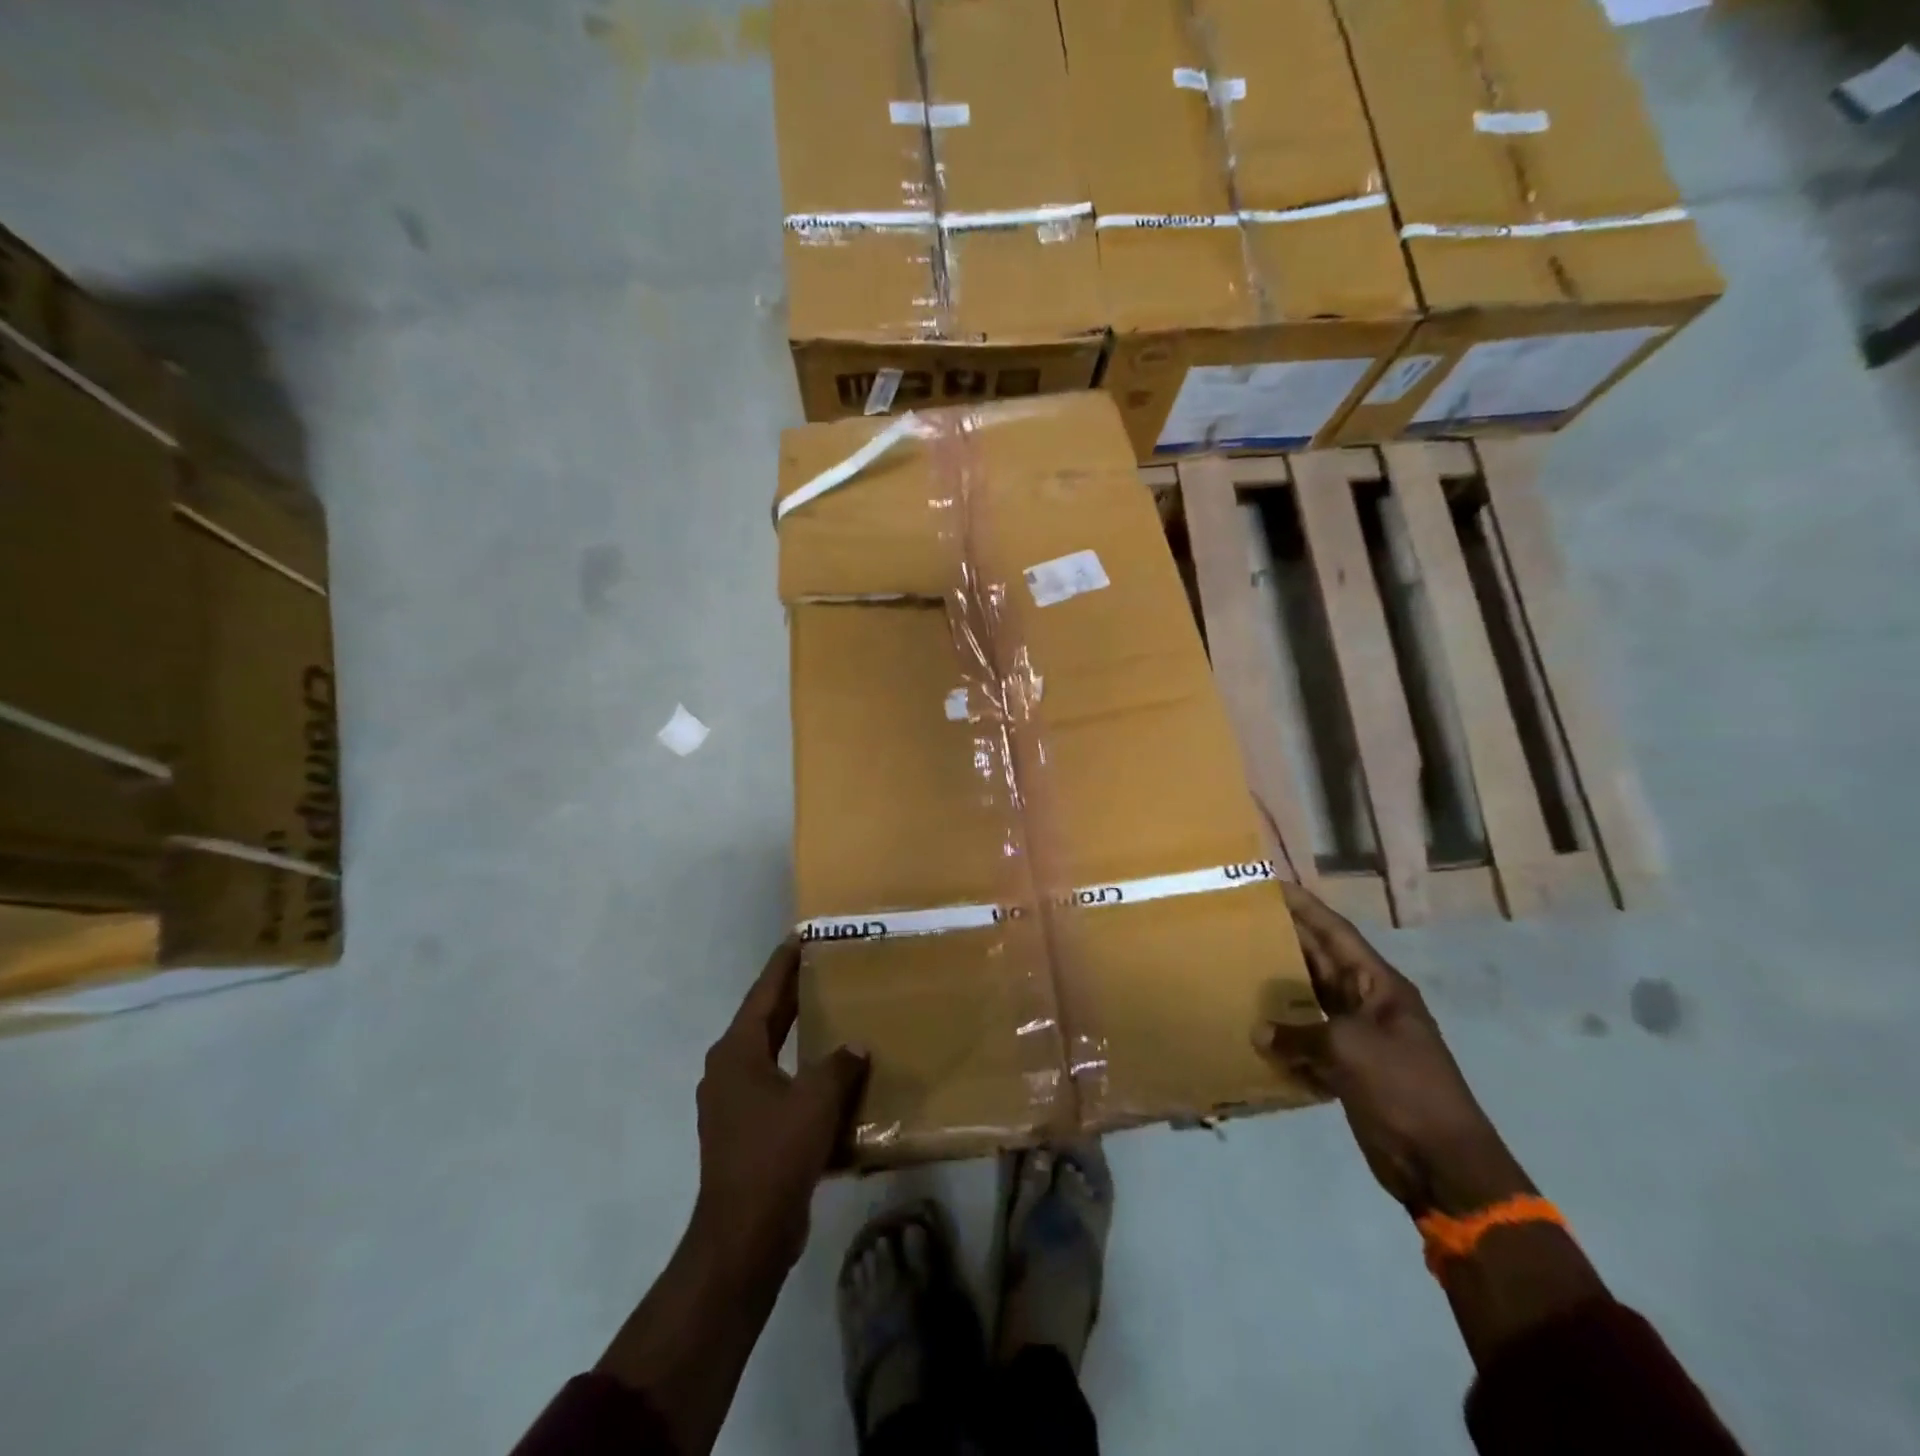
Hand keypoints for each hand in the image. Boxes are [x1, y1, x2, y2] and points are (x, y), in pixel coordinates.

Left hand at [691, 938, 869, 1276]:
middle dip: (792, 995)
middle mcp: (728, 1070)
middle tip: (823, 967)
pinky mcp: (745, 1130)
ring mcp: (733, 1103)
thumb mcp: (816, 1100)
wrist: (745, 1235)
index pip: (762, 994)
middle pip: (764, 1020)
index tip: (800, 937)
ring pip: (770, 1053)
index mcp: (737, 1052)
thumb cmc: (775, 1154)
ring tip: (830, 1012)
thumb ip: (839, 1065)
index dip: (783, 965)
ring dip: (797, 1033)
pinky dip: (799, 1070)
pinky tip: (828, 1072)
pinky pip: (776, 1084)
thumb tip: (855, 1047)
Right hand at [1263, 884, 1530, 1216]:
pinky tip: (1255, 1032)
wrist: (1443, 1165)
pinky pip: (1310, 1041)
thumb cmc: (1403, 1090)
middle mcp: (1368, 1004)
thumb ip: (1299, 1033)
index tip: (1270, 885)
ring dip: (1280, 991)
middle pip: (1320, 962)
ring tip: (1237, 971)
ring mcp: (1359, 1038)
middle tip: (1239, 925)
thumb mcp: (1348, 1050)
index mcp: (1379, 986)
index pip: (1336, 933)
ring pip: (1312, 1001)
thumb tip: (1260, 1033)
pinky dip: (1285, 1037)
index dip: (1305, 908)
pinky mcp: (1349, 1069)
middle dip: (1284, 944)